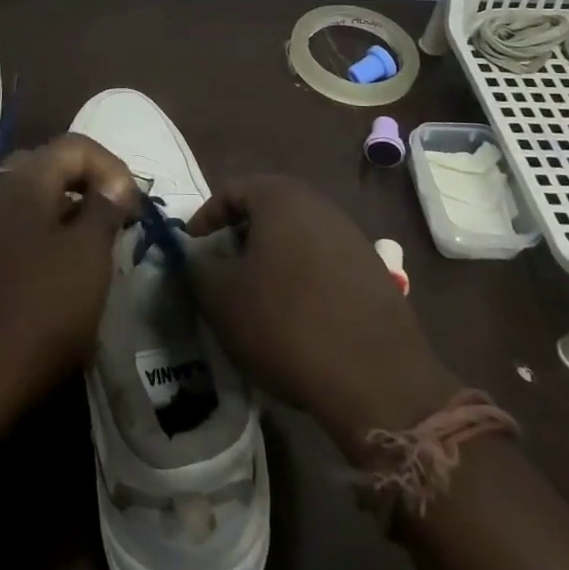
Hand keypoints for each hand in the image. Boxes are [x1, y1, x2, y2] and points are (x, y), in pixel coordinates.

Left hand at [0, 134, 134, 424]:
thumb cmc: (40, 310)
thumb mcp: (88, 256)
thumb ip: (104, 210)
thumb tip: (113, 184)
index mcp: (26, 181)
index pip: (76, 145)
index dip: (113, 165)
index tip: (134, 206)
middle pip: (51, 166)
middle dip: (89, 183)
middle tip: (116, 216)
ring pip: (35, 200)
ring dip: (70, 211)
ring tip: (96, 246)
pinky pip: (20, 230)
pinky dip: (48, 236)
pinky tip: (63, 272)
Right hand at [188, 175, 459, 460]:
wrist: (376, 379)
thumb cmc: (285, 322)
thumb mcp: (222, 297)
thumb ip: (198, 267)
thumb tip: (199, 257)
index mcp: (282, 198)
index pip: (231, 190)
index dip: (205, 217)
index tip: (192, 248)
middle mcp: (320, 206)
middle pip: (267, 210)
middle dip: (239, 236)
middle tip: (221, 269)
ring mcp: (352, 238)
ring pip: (297, 236)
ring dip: (271, 258)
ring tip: (256, 295)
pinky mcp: (373, 273)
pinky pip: (324, 263)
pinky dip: (301, 278)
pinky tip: (295, 315)